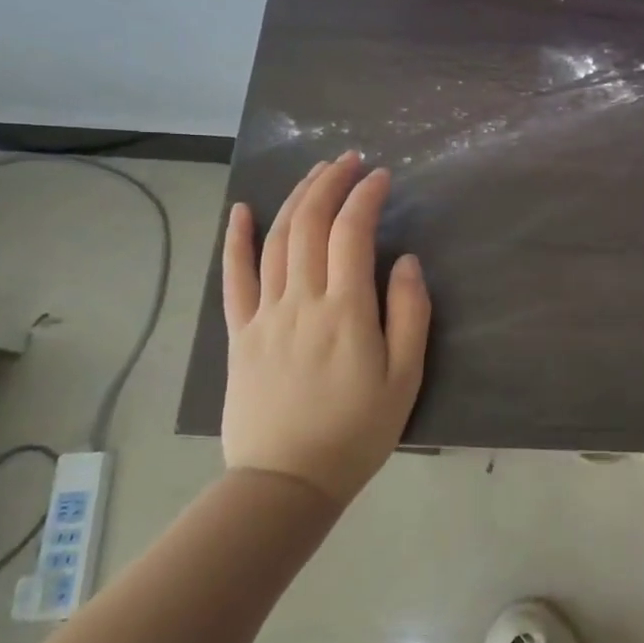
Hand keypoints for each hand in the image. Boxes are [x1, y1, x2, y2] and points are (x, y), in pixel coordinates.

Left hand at [219, 152, 430, 505]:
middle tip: (350, 159)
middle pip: (309, 224)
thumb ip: (409, 313)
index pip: (352, 233)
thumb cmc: (357, 431)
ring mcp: (265, 315)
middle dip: (330, 183)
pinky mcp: (240, 334)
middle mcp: (301, 301)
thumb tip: (404, 260)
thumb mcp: (405, 377)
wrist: (286, 483)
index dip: (366, 197)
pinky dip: (236, 240)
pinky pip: (234, 278)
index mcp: (345, 311)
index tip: (383, 176)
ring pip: (275, 240)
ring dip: (295, 199)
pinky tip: (241, 210)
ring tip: (316, 173)